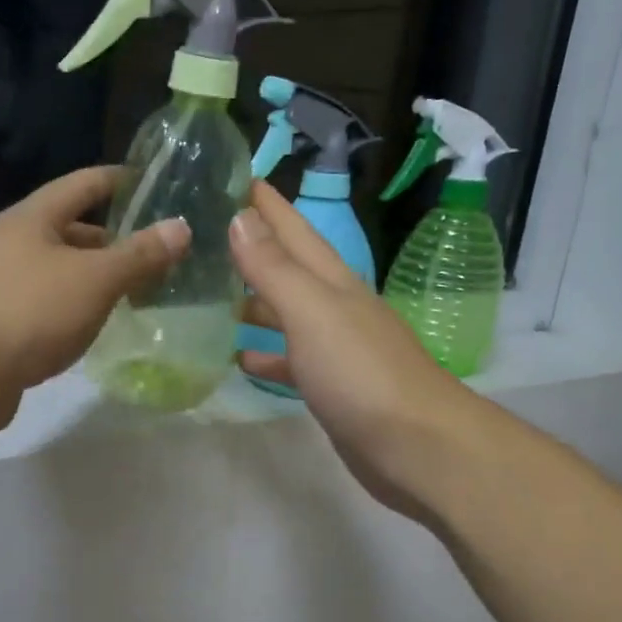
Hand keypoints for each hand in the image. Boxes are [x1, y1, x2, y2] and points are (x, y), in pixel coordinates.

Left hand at [0, 165, 191, 432]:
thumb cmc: (30, 311)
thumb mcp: (95, 278)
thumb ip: (139, 255)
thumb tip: (181, 227)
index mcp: (34, 218)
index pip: (86, 184)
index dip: (122, 181)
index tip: (157, 185)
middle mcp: (16, 245)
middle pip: (73, 231)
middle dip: (116, 240)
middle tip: (160, 254)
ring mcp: (6, 286)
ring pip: (63, 273)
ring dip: (98, 279)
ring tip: (141, 293)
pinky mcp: (3, 326)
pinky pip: (52, 308)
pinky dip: (79, 311)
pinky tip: (100, 328)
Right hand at [232, 181, 473, 522]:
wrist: (416, 446)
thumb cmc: (360, 373)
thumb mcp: (312, 312)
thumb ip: (275, 268)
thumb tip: (241, 217)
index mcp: (331, 282)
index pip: (293, 229)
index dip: (266, 203)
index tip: (233, 175)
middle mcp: (334, 307)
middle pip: (288, 268)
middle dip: (252, 248)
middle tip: (205, 235)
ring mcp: (335, 348)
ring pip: (286, 314)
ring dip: (254, 302)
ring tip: (210, 296)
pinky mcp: (331, 387)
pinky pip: (290, 360)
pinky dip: (266, 354)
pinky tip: (239, 357)